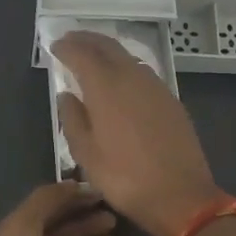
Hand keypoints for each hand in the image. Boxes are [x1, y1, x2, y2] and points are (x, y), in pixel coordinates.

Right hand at [52, 31, 221, 235]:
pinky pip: (142, 72)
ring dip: (107, 51)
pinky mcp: (171, 99)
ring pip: (127, 56)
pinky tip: (121, 81)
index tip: (54, 46)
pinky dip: (125, 67)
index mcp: (106, 87)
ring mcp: (155, 86)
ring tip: (93, 57)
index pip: (81, 54)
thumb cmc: (125, 177)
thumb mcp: (86, 154)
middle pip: (107, 46)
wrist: (181, 196)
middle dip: (86, 40)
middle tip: (70, 40)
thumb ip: (72, 118)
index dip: (66, 47)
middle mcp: (132, 77)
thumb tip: (66, 95)